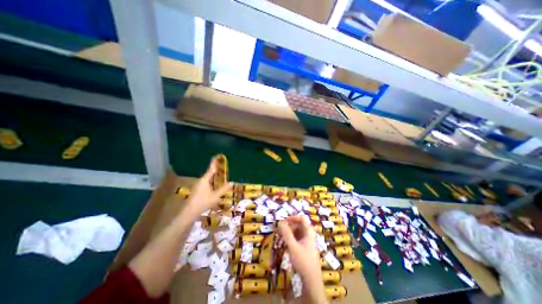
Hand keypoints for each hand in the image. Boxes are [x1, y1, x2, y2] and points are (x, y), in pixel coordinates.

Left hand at [186, 157, 231, 218]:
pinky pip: (206, 183)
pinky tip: (214, 185)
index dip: (214, 163)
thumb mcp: (215, 196)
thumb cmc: (203, 202)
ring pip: (207, 179)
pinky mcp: (197, 191)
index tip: (216, 157)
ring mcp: (198, 186)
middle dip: (214, 169)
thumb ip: (223, 189)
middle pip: (209, 173)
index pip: (211, 169)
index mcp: (205, 180)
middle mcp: (201, 181)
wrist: (189, 212)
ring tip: (219, 174)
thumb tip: (231, 183)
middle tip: (220, 166)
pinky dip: (211, 181)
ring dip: (213, 176)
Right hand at [279, 217, 320, 278]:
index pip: (301, 219)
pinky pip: (296, 239)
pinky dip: (290, 239)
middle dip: (288, 227)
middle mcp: (309, 234)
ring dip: (288, 233)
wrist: (311, 281)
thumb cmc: (303, 261)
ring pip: (296, 232)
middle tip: (279, 231)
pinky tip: (284, 244)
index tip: (283, 221)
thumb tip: (280, 221)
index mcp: (309, 232)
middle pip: (298, 225)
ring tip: (280, 238)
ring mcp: (307, 241)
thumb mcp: (293, 246)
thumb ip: (286, 233)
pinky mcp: (304, 248)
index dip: (293, 218)